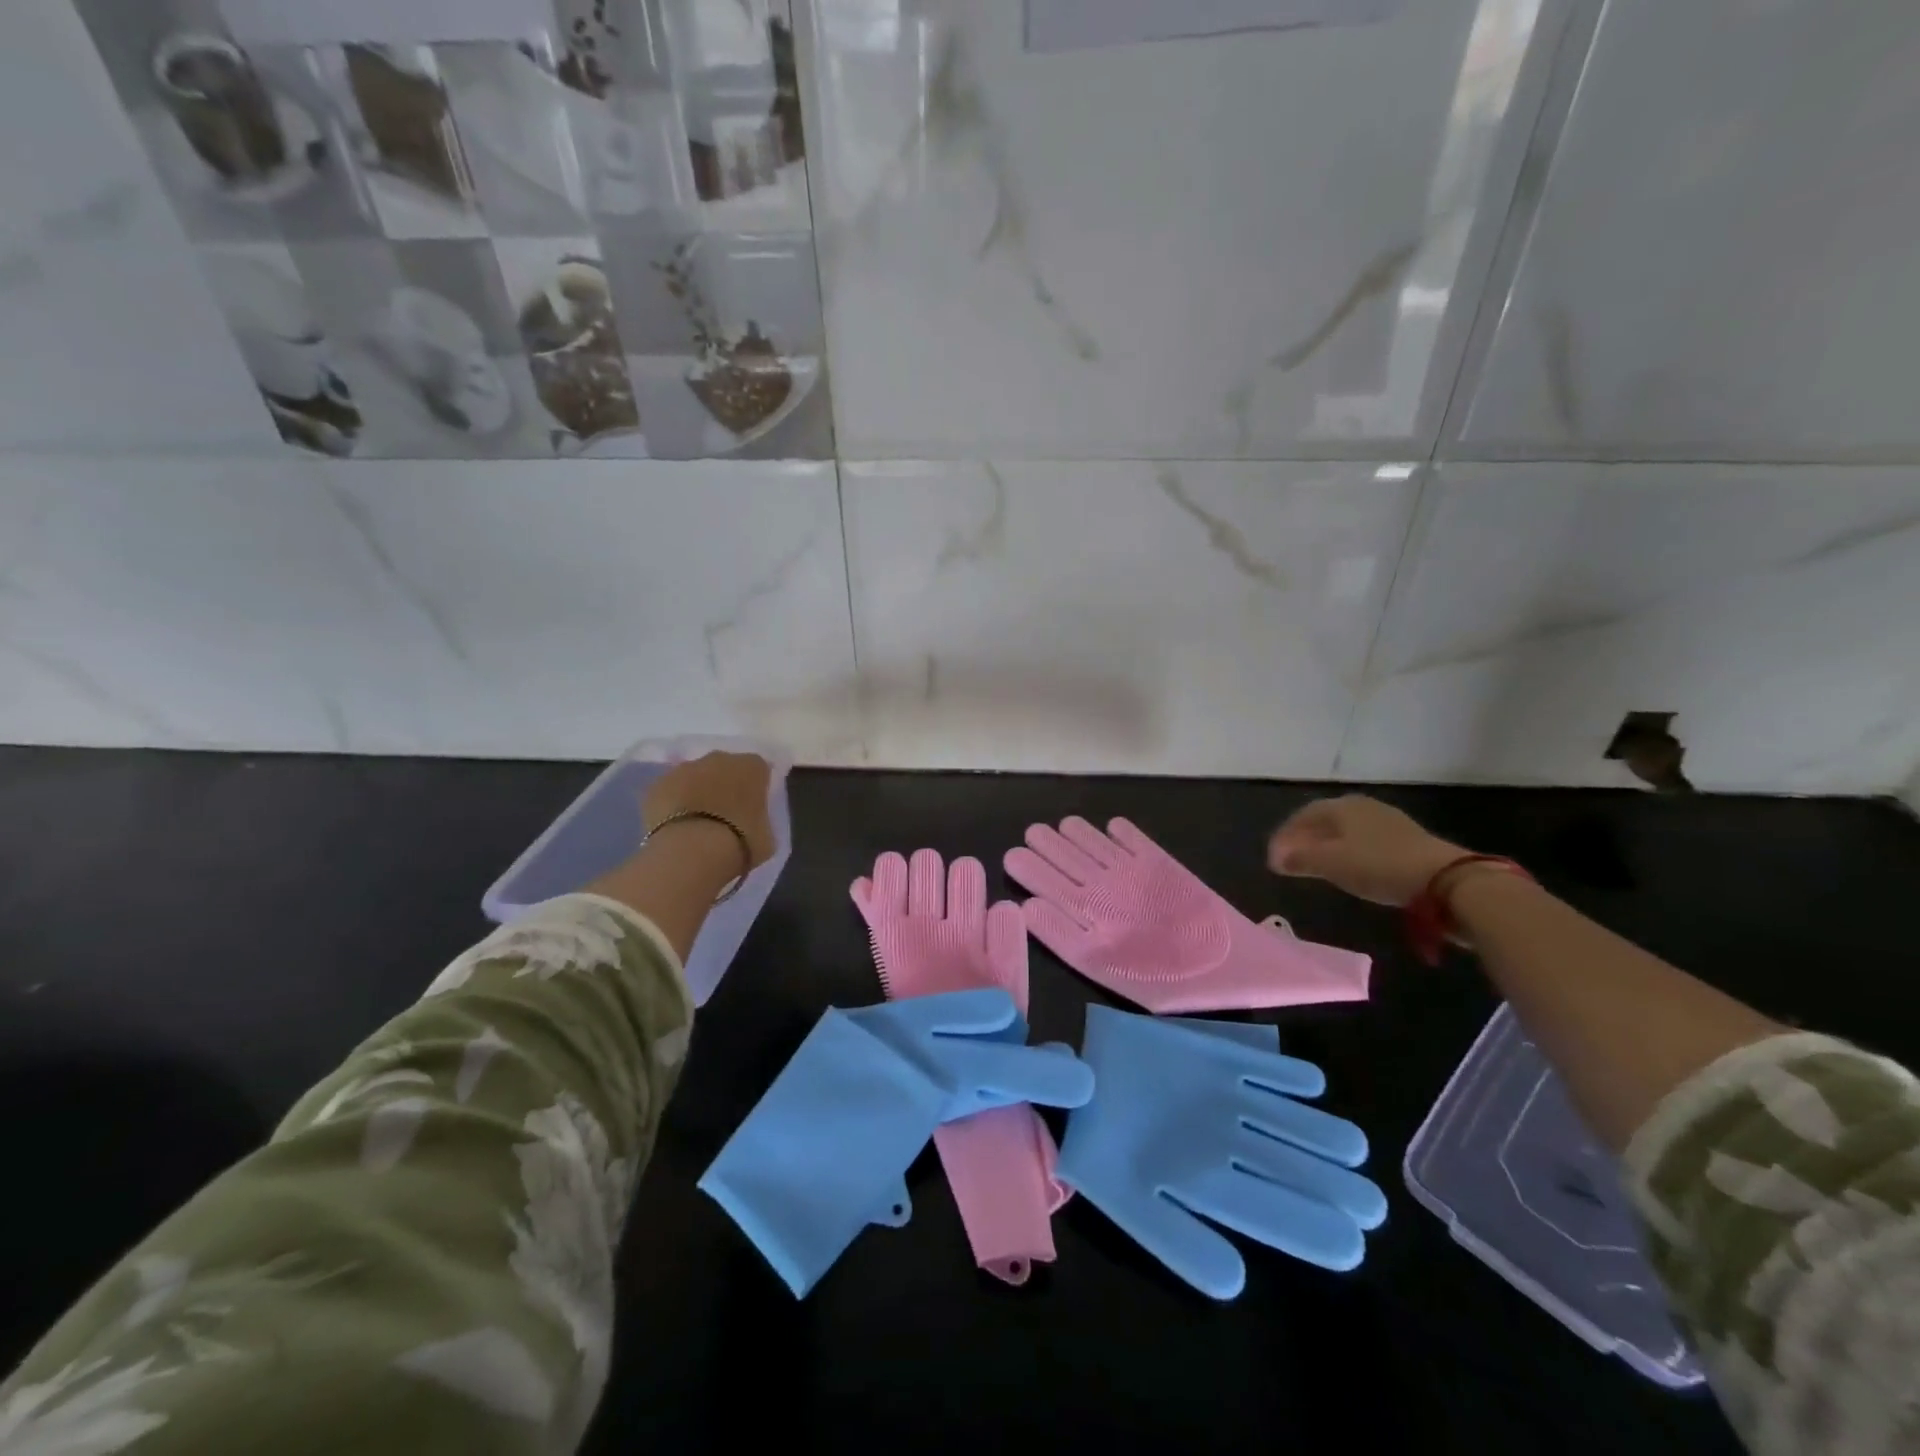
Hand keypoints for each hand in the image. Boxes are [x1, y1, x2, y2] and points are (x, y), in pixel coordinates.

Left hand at [643, 751, 775, 868]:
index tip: (753, 807)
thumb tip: (752, 821)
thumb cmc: (740, 843)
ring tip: (696, 822)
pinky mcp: (657, 785)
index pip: (759, 769)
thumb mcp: (767, 835)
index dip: (756, 787)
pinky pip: (669, 792)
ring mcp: (684, 769)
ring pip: (694, 777)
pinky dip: (672, 804)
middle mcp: (719, 759)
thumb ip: (760, 819)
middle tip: (725, 814)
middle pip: (724, 767)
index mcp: (752, 767)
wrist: (692, 851)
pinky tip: (674, 827)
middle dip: (724, 785)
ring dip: (696, 792)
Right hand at [1267, 796, 1465, 908]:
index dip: (1284, 836)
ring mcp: (1388, 823)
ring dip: (1326, 847)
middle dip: (1304, 840)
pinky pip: (1365, 842)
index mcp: (1342, 806)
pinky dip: (1348, 853)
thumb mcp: (1332, 864)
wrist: (1447, 882)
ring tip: (1315, 866)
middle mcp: (1363, 807)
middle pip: (1324, 821)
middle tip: (1290, 861)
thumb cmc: (1380, 866)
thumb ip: (1300, 859)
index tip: (1273, 859)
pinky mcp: (1407, 841)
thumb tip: (1276, 858)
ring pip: (1345, 832)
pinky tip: (1348, 869)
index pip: (1303, 816)